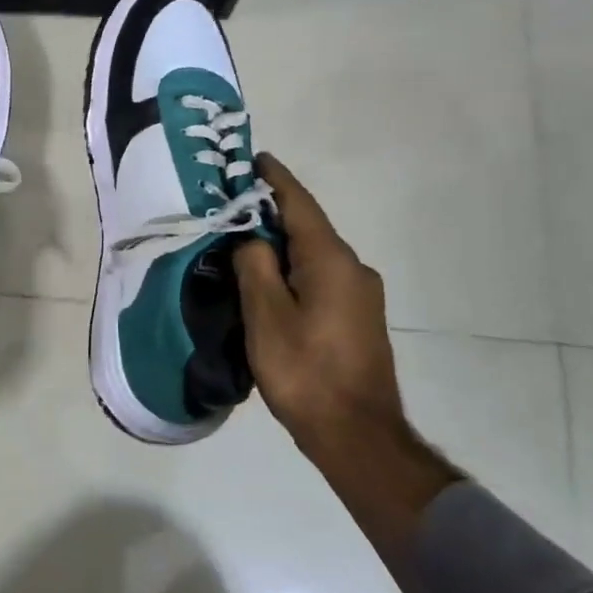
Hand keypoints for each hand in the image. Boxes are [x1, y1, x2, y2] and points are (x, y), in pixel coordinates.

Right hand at [233, 153, 460, 583]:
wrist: (358, 435)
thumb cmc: (306, 371)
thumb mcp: (266, 315)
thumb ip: (254, 265)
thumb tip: (250, 238)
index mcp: (332, 261)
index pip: (300, 204)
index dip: (275, 179)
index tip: (254, 157)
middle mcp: (353, 268)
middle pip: (307, 227)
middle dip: (270, 211)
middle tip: (231, 202)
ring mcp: (360, 295)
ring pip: (313, 254)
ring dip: (279, 243)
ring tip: (240, 239)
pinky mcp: (357, 318)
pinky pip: (319, 277)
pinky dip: (292, 268)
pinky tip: (267, 280)